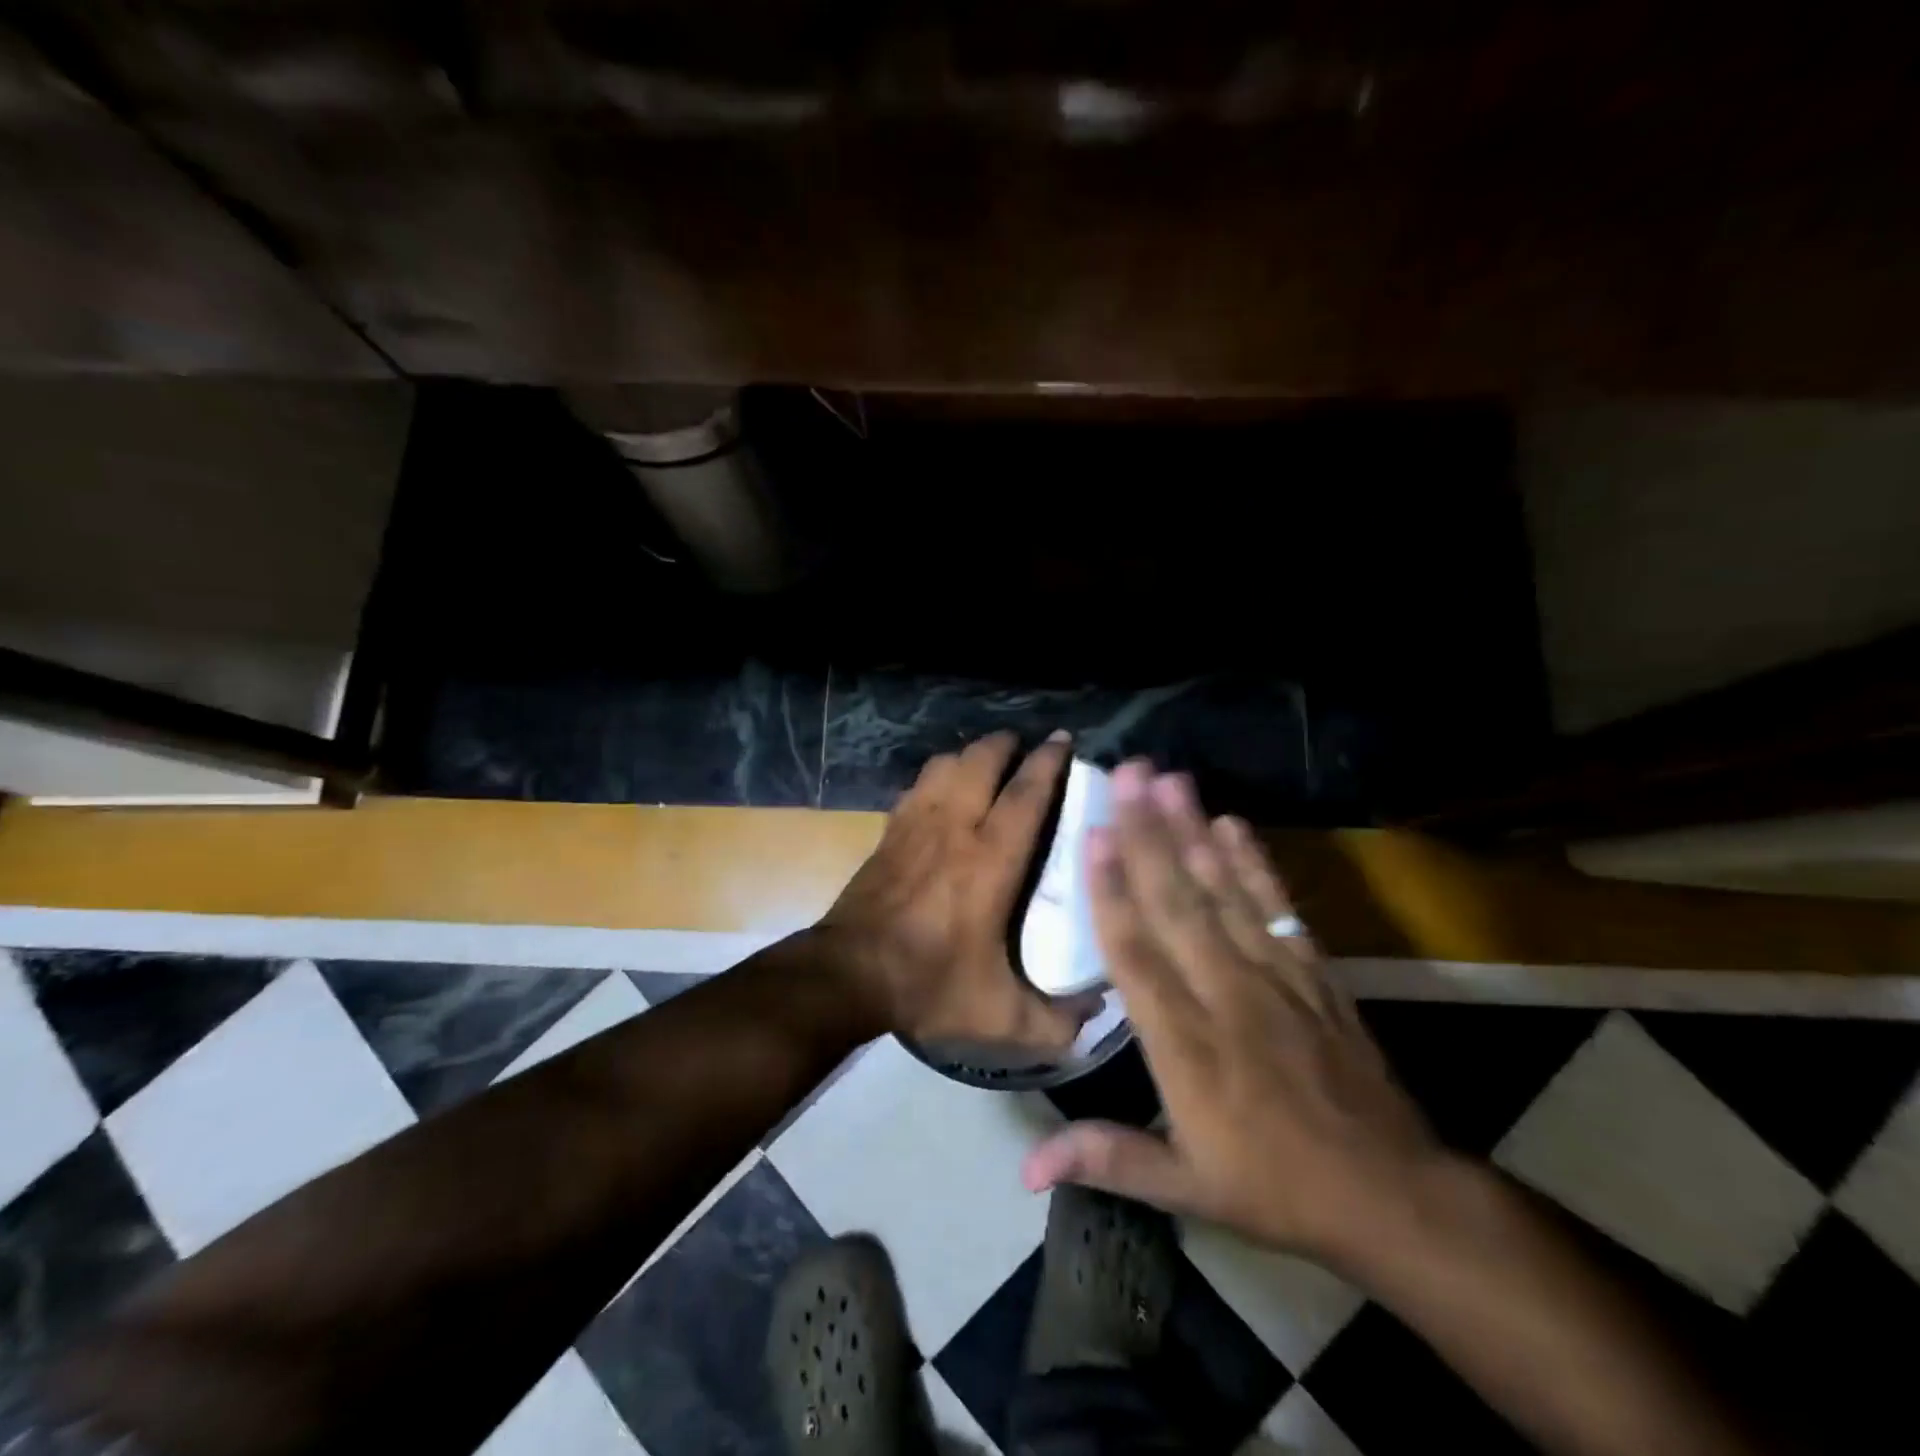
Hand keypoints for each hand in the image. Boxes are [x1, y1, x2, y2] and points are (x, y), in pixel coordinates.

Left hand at [818, 730, 1093, 1052]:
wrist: (848, 975)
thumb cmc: (929, 984)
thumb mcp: (1001, 1015)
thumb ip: (1056, 1019)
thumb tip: (1097, 1009)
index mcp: (990, 860)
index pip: (1025, 794)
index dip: (1048, 762)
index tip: (1062, 740)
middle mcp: (954, 828)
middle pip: (981, 761)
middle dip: (1006, 744)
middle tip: (1025, 744)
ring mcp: (915, 825)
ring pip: (945, 765)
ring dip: (970, 755)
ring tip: (988, 760)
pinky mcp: (889, 832)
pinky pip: (917, 786)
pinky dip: (936, 776)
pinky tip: (943, 788)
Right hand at [1022, 761, 1446, 1265]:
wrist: (1393, 1194)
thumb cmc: (1274, 1188)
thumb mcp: (1185, 1188)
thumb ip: (1105, 1158)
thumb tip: (1024, 1168)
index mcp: (1186, 1046)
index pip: (1138, 954)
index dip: (1113, 892)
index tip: (1096, 834)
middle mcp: (1225, 996)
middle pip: (1177, 903)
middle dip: (1149, 833)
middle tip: (1128, 774)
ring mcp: (1275, 977)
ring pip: (1224, 892)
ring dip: (1193, 831)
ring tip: (1170, 779)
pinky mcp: (1313, 972)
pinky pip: (1276, 907)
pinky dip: (1254, 863)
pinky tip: (1231, 823)